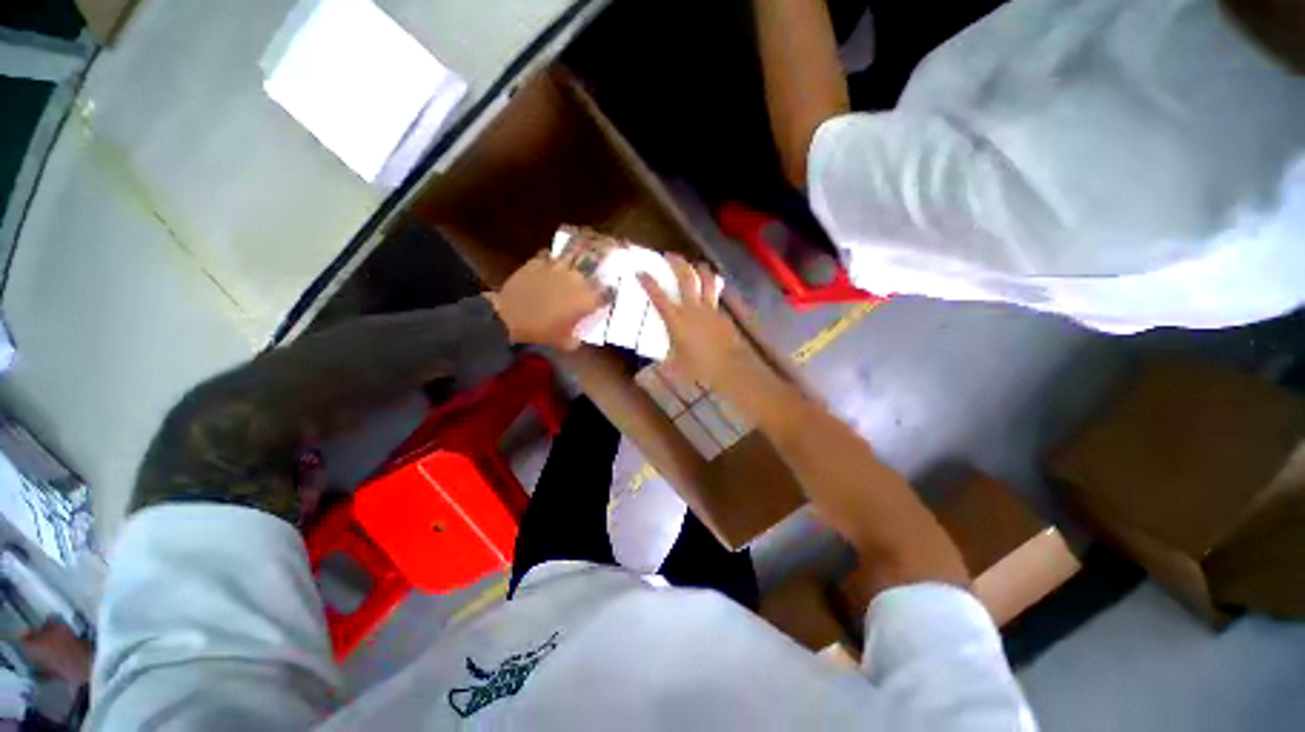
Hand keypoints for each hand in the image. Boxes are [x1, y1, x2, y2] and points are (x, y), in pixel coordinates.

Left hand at [489, 246, 605, 348]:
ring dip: (581, 249)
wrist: (510, 317)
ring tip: (585, 244)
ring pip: (575, 250)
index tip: (610, 292)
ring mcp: (558, 267)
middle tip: (608, 252)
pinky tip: (552, 261)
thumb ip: (578, 335)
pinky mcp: (539, 261)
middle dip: (604, 257)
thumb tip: (580, 331)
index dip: (610, 291)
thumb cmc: (542, 332)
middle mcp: (577, 279)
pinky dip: (553, 257)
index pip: (608, 292)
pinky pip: (550, 254)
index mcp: (587, 299)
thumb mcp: (566, 342)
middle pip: (596, 262)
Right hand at [638, 254, 769, 393]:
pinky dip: (711, 288)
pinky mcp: (722, 314)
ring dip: (699, 268)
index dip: (648, 282)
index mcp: (676, 320)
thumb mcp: (674, 364)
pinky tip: (709, 291)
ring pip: (706, 280)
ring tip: (695, 264)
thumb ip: (664, 357)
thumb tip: (656, 358)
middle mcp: (693, 309)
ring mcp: (710, 309)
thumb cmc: (699, 368)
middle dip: (677, 263)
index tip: (640, 271)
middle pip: (686, 278)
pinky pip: (715, 295)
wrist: (729, 368)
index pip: (659, 297)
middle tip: (670, 255)